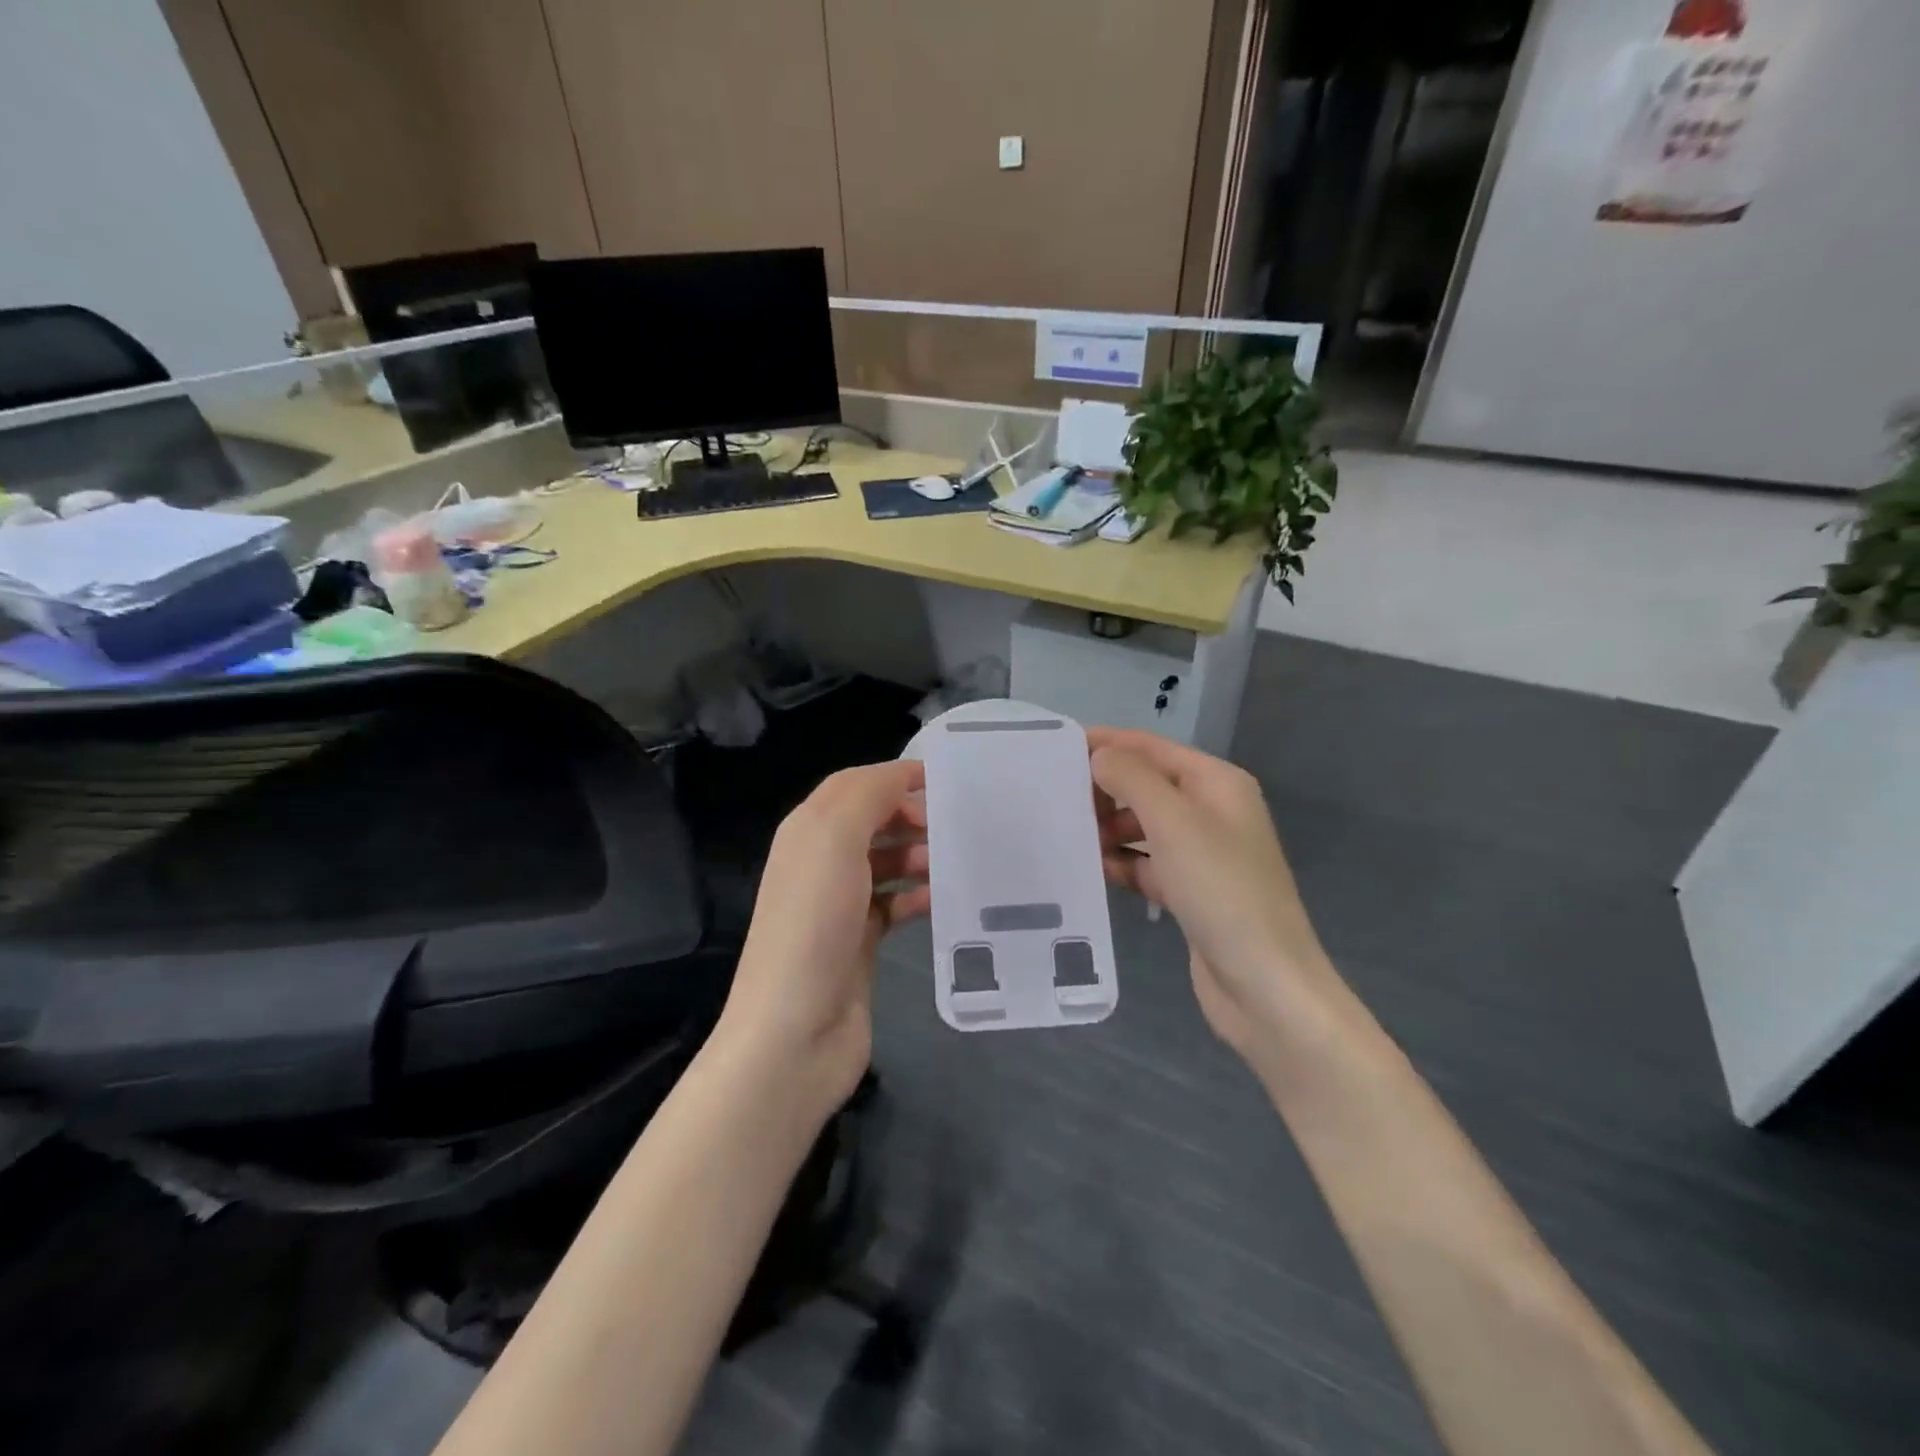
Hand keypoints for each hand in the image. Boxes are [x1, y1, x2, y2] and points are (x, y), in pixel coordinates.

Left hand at [718, 760, 929, 1112]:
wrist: (794, 1032)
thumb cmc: (813, 924)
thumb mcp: (833, 841)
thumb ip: (867, 797)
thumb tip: (904, 776)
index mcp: (807, 831)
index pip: (854, 785)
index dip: (896, 776)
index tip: (946, 779)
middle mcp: (820, 862)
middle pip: (872, 821)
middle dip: (912, 815)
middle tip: (957, 824)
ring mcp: (839, 904)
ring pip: (887, 862)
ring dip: (921, 855)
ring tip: (958, 861)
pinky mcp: (859, 941)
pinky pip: (895, 904)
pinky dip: (919, 896)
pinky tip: (945, 900)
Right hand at [1087, 728, 1340, 1057]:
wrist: (1264, 984)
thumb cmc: (1221, 889)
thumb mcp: (1173, 822)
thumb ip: (1132, 779)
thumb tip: (1100, 756)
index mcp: (1216, 783)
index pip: (1152, 748)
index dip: (1107, 744)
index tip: (1057, 748)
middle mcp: (1212, 811)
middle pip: (1146, 786)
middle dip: (1104, 790)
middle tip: (1054, 800)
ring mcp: (1202, 854)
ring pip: (1143, 827)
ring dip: (1108, 828)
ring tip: (1067, 836)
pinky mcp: (1190, 891)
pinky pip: (1146, 864)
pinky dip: (1120, 863)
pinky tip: (1089, 870)